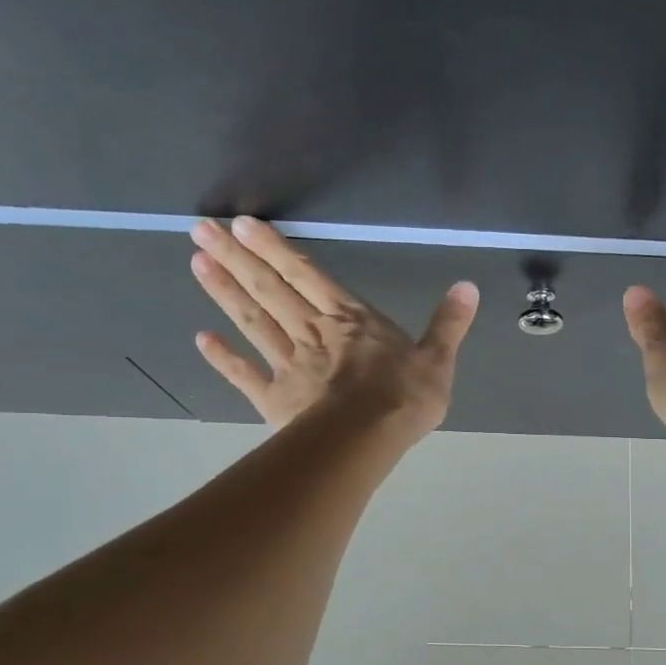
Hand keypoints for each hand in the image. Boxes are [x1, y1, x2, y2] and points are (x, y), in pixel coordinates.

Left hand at [190, 215, 478, 436]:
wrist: (366, 440)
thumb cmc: (403, 399)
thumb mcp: (438, 360)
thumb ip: (448, 323)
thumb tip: (468, 285)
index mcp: (350, 319)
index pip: (307, 274)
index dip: (275, 249)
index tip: (241, 225)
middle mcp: (313, 332)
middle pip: (270, 290)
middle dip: (236, 258)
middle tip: (201, 230)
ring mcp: (289, 364)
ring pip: (253, 322)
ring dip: (225, 293)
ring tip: (197, 264)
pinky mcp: (275, 399)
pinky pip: (246, 374)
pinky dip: (224, 358)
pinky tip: (202, 339)